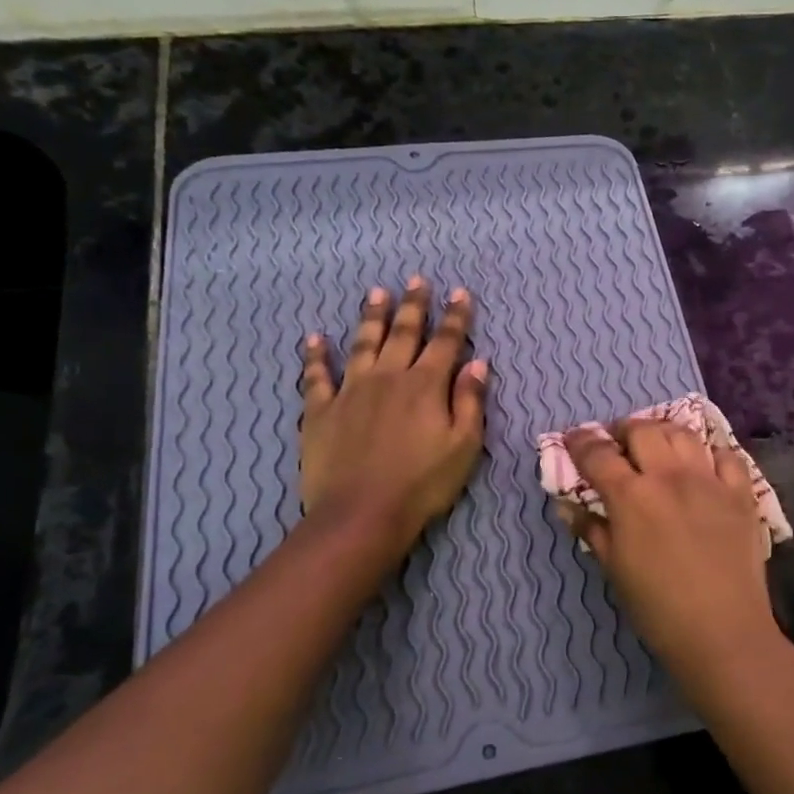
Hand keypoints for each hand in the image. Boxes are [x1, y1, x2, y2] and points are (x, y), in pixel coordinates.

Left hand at [300, 278, 488, 554]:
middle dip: (414, 305)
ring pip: (362, 343)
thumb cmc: (423, 484)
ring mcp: (351, 391)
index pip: (445, 342)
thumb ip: (470, 401)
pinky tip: (315, 338)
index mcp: (426, 386)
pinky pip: (316, 376)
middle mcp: (388, 377)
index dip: (455, 317)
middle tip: (417, 280)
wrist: (362, 513)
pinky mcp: (320, 410)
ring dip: (371, 317)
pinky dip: (315, 355)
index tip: (459, 293)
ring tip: (377, 293)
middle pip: (403, 333)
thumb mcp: (464, 446)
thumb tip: (478, 363)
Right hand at [562, 420, 779, 670]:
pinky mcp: (741, 493)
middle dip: (622, 430)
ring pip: (682, 433)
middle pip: (642, 431)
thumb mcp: (614, 570)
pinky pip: (727, 455)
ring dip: (662, 433)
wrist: (722, 631)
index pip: (598, 454)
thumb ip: (592, 529)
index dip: (581, 442)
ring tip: (656, 445)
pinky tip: (703, 462)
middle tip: (617, 444)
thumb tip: (568, 506)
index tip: (573, 439)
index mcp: (632, 497)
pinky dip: (710, 451)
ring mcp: (710, 480)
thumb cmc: (658, 609)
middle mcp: (670, 477)